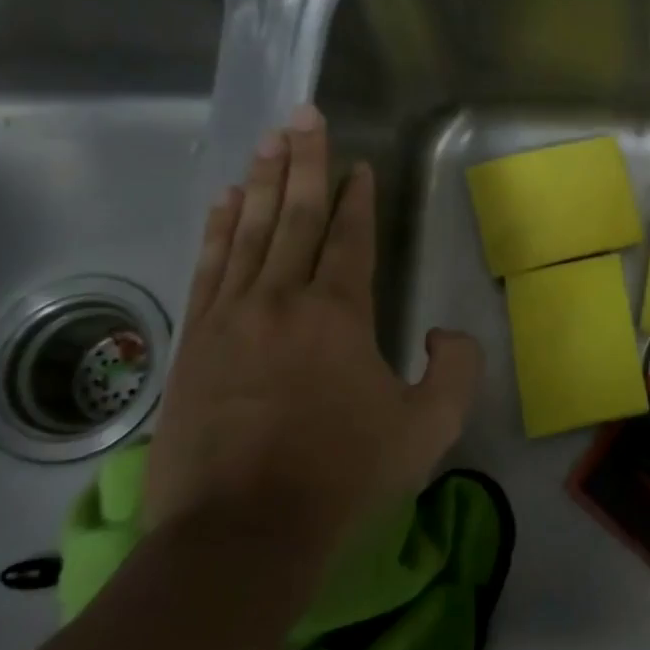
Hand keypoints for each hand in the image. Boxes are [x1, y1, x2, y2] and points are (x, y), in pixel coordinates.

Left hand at [144, 106, 482, 555]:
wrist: (242, 534)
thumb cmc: (344, 476)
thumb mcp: (430, 427)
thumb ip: (455, 369)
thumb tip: (442, 332)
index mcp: (339, 313)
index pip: (349, 237)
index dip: (357, 197)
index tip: (358, 163)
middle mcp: (281, 300)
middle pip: (294, 216)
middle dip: (303, 162)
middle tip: (303, 115)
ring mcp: (230, 318)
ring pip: (248, 232)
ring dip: (262, 183)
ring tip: (267, 143)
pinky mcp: (194, 343)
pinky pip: (208, 267)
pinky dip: (218, 229)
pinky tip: (224, 203)